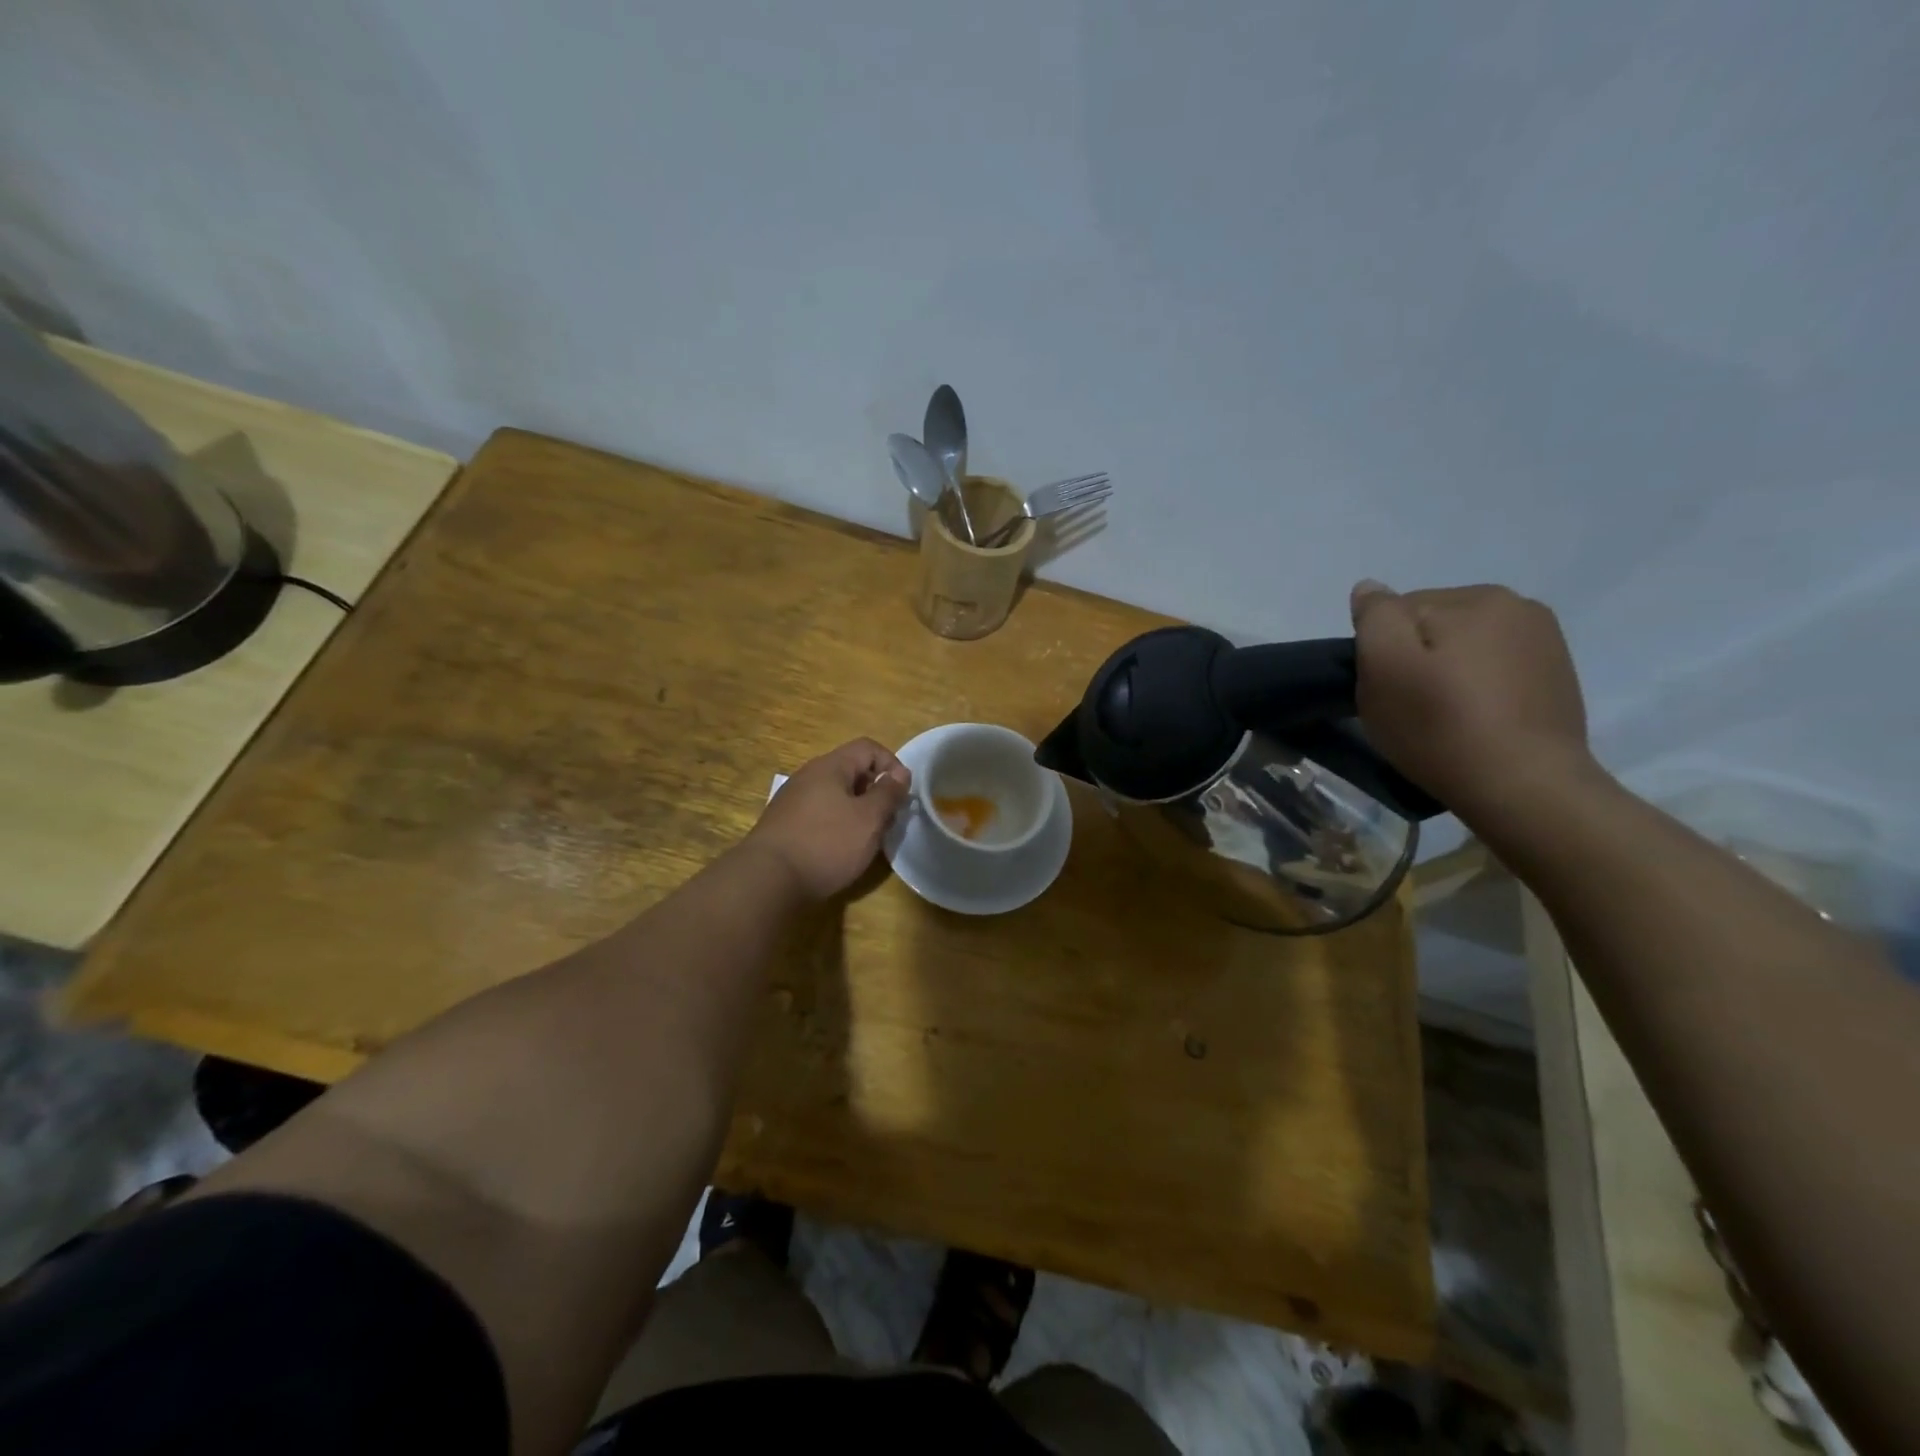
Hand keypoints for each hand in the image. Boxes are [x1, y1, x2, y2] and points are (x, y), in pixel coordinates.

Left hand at [745, 738, 911, 900]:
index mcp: (830, 766)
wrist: (767, 880)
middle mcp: (808, 776)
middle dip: (875, 791)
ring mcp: (793, 801)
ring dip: (857, 810)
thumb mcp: (868, 819)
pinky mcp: (784, 825)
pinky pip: (820, 814)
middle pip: (851, 771)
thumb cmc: (826, 844)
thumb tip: (900, 773)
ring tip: (868, 837)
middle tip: (888, 819)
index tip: (903, 793)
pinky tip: (840, 849)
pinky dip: (837, 824)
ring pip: (835, 795)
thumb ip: (888, 793)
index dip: (892, 764)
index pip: (868, 748)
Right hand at [1350, 580, 1594, 820]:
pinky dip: (1477, 689)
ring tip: (1444, 719)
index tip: (1386, 690)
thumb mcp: (1385, 667)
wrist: (1526, 789)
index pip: (1399, 611)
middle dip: (1416, 659)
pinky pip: (1495, 670)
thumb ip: (1375, 617)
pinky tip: (1475, 722)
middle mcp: (1519, 607)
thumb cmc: (1442, 726)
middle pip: (1434, 626)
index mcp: (1477, 597)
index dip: (1380, 652)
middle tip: (1410, 708)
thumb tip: (1370, 588)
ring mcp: (1546, 643)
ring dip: (1447, 674)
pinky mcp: (1557, 678)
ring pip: (1465, 648)